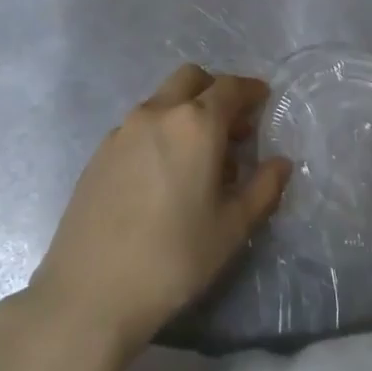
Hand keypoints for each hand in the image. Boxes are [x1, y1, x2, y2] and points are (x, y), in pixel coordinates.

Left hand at [30, 64, 290, 360]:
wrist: (91, 290)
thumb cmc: (174, 257)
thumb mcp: (231, 228)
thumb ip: (262, 189)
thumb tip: (280, 163)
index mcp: (195, 124)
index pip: (229, 88)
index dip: (249, 90)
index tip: (262, 98)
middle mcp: (157, 113)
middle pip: (190, 79)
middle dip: (214, 90)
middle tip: (231, 125)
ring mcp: (123, 129)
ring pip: (162, 100)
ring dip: (185, 110)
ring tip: (198, 156)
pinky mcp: (99, 151)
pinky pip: (139, 125)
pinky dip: (159, 130)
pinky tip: (162, 173)